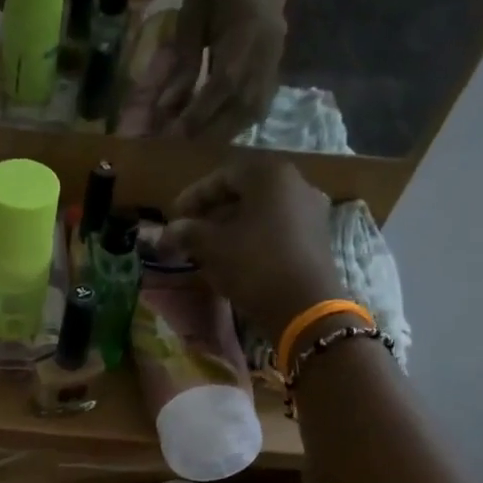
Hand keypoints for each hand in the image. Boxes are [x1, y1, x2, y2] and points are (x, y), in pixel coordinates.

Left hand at [153, 0, 289, 139]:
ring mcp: (277, 58)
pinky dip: (239, 121)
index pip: (223, 85)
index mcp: (247, 31)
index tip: (173, 135)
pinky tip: (219, 129)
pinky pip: (261, 103)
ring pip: (254, 110)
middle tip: (181, 147)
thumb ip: (183, 62)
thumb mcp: (191, 14)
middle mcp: (268, 50)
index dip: (198, 114)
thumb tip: (168, 106)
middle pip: (242, 106)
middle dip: (210, 131)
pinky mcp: (277, 64)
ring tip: (198, 144)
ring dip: (226, 132)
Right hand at [163, 155, 343, 341]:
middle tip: (189, 231)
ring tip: (208, 246)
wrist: (305, 306)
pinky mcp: (315, 237)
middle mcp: (296, 184)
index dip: (193, 196)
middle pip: (244, 192)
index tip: (173, 216)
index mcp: (270, 176)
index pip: (222, 177)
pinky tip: (235, 256)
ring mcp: (310, 210)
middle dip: (212, 211)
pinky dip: (252, 236)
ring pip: (260, 211)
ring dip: (231, 225)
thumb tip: (167, 231)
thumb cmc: (255, 266)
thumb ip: (187, 232)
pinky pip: (276, 228)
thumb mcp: (213, 248)